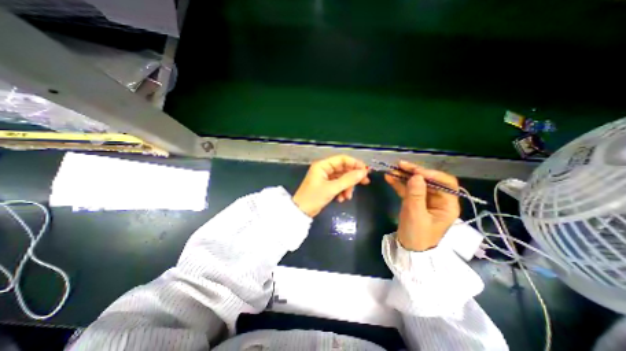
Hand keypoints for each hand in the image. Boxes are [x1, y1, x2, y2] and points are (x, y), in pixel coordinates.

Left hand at [293, 155, 366, 217]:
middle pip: (343, 169)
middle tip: (365, 182)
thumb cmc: (313, 198)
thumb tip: (363, 172)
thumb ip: (348, 180)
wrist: (301, 212)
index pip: (342, 159)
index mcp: (323, 165)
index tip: (366, 171)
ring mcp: (325, 178)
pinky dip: (341, 191)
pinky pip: (337, 185)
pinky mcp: (325, 186)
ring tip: (348, 196)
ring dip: (347, 187)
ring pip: (341, 178)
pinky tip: (341, 199)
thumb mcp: (332, 188)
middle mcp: (324, 169)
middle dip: (353, 177)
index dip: (355, 164)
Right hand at [387, 160, 458, 250]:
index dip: (432, 174)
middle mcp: (438, 199)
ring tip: (392, 169)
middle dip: (414, 172)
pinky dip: (399, 183)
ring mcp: (425, 200)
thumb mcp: (416, 215)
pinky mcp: (414, 201)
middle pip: (429, 180)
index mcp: (447, 204)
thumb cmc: (417, 235)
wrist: (408, 248)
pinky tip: (389, 178)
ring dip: (404, 176)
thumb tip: (416, 176)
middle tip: (400, 165)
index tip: (415, 172)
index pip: (446, 183)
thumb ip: (416, 195)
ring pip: (417, 183)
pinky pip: (408, 189)